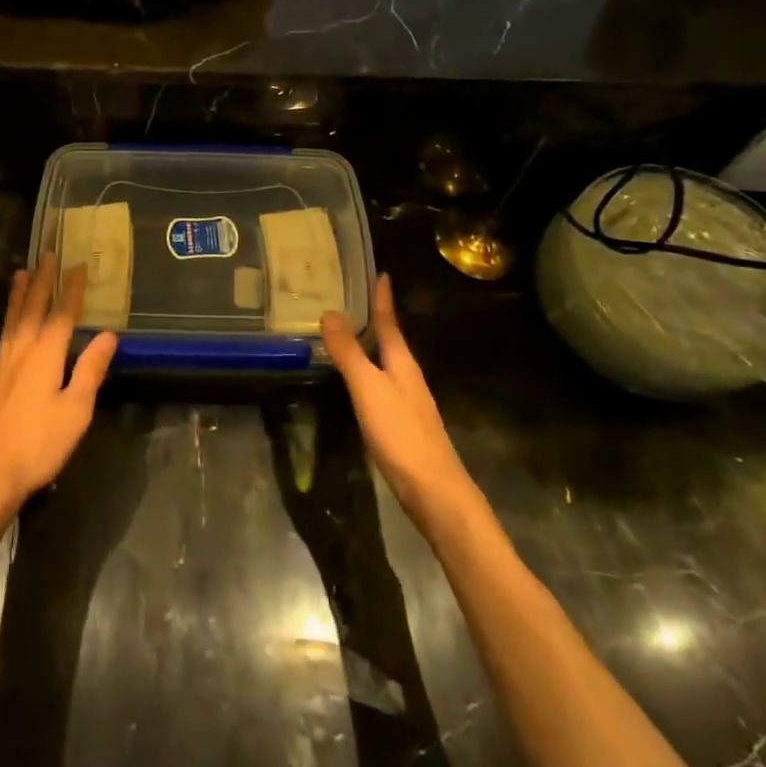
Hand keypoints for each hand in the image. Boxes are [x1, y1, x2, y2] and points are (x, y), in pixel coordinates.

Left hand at [0, 256, 117, 512]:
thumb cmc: (38, 443)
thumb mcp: (76, 410)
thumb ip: (90, 369)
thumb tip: (108, 334)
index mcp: (45, 355)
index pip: (62, 315)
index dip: (72, 290)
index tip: (79, 266)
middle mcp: (22, 351)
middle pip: (33, 308)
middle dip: (43, 281)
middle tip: (47, 254)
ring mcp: (5, 365)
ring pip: (14, 319)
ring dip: (20, 294)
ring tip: (22, 273)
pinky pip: (5, 334)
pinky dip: (10, 316)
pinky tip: (11, 322)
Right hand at [321, 275, 476, 531]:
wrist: (435, 493)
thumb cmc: (401, 435)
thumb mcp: (369, 389)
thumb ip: (349, 353)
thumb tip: (330, 312)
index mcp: (402, 364)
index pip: (389, 323)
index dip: (383, 299)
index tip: (381, 273)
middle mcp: (408, 377)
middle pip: (390, 341)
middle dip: (375, 320)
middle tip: (354, 299)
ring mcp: (408, 402)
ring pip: (387, 364)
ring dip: (371, 347)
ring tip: (349, 334)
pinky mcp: (403, 425)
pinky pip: (382, 386)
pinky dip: (368, 373)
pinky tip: (357, 382)